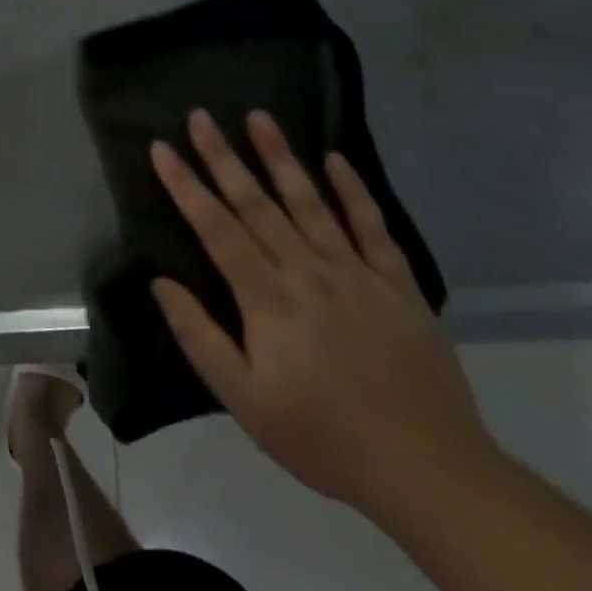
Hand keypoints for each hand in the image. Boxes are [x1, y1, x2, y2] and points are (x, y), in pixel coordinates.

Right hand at [150, 110, 496, 522]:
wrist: (431, 474)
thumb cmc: (324, 438)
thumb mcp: (244, 401)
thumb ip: (199, 337)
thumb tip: (160, 282)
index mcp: (268, 299)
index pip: (216, 228)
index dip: (185, 186)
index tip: (161, 147)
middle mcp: (309, 272)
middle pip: (257, 203)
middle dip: (223, 156)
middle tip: (200, 115)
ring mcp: (357, 274)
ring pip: (311, 203)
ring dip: (281, 157)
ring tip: (260, 117)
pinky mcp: (399, 286)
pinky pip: (373, 228)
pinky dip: (354, 191)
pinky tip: (336, 159)